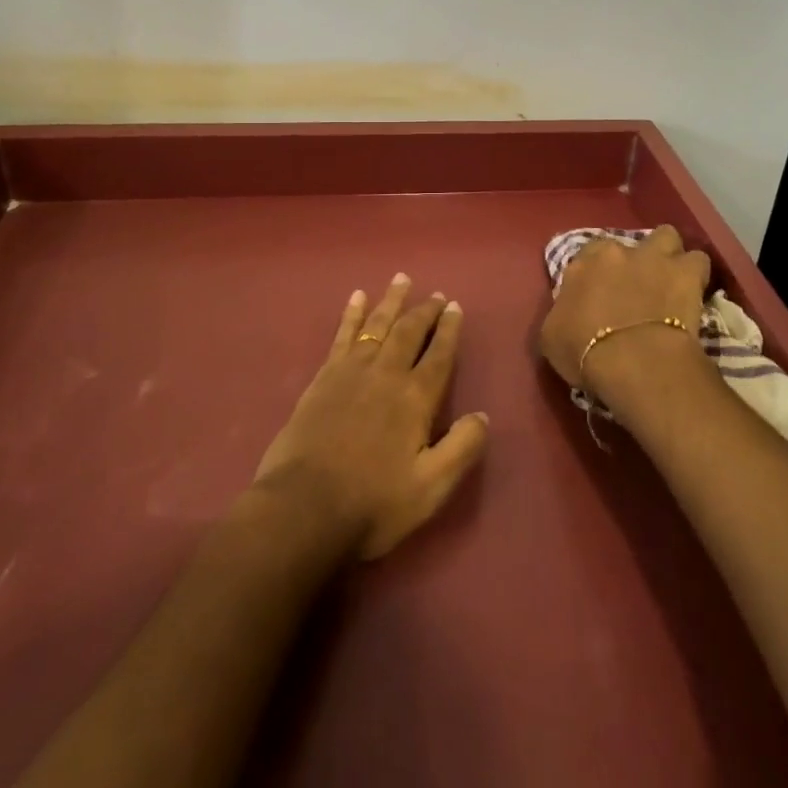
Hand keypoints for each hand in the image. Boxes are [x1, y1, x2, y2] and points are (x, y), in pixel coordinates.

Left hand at [253, 276, 489, 560]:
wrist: (304, 508)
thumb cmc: (373, 503)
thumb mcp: (431, 488)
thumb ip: (461, 449)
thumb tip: (483, 416)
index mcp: (416, 398)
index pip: (439, 354)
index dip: (449, 329)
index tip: (455, 307)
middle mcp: (387, 374)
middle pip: (409, 331)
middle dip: (424, 311)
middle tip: (436, 294)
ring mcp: (352, 371)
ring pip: (377, 324)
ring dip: (391, 301)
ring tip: (401, 279)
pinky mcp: (324, 377)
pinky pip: (343, 334)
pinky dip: (352, 314)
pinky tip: (357, 298)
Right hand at [539, 227, 709, 403]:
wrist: (634, 360)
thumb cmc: (584, 350)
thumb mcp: (551, 336)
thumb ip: (561, 314)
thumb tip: (569, 314)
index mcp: (582, 264)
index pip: (587, 256)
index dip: (596, 273)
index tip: (600, 293)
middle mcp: (617, 251)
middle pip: (627, 244)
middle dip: (632, 261)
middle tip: (636, 287)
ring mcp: (654, 257)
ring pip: (666, 237)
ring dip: (668, 255)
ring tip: (670, 278)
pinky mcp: (686, 273)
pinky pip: (698, 262)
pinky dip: (696, 274)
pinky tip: (694, 291)